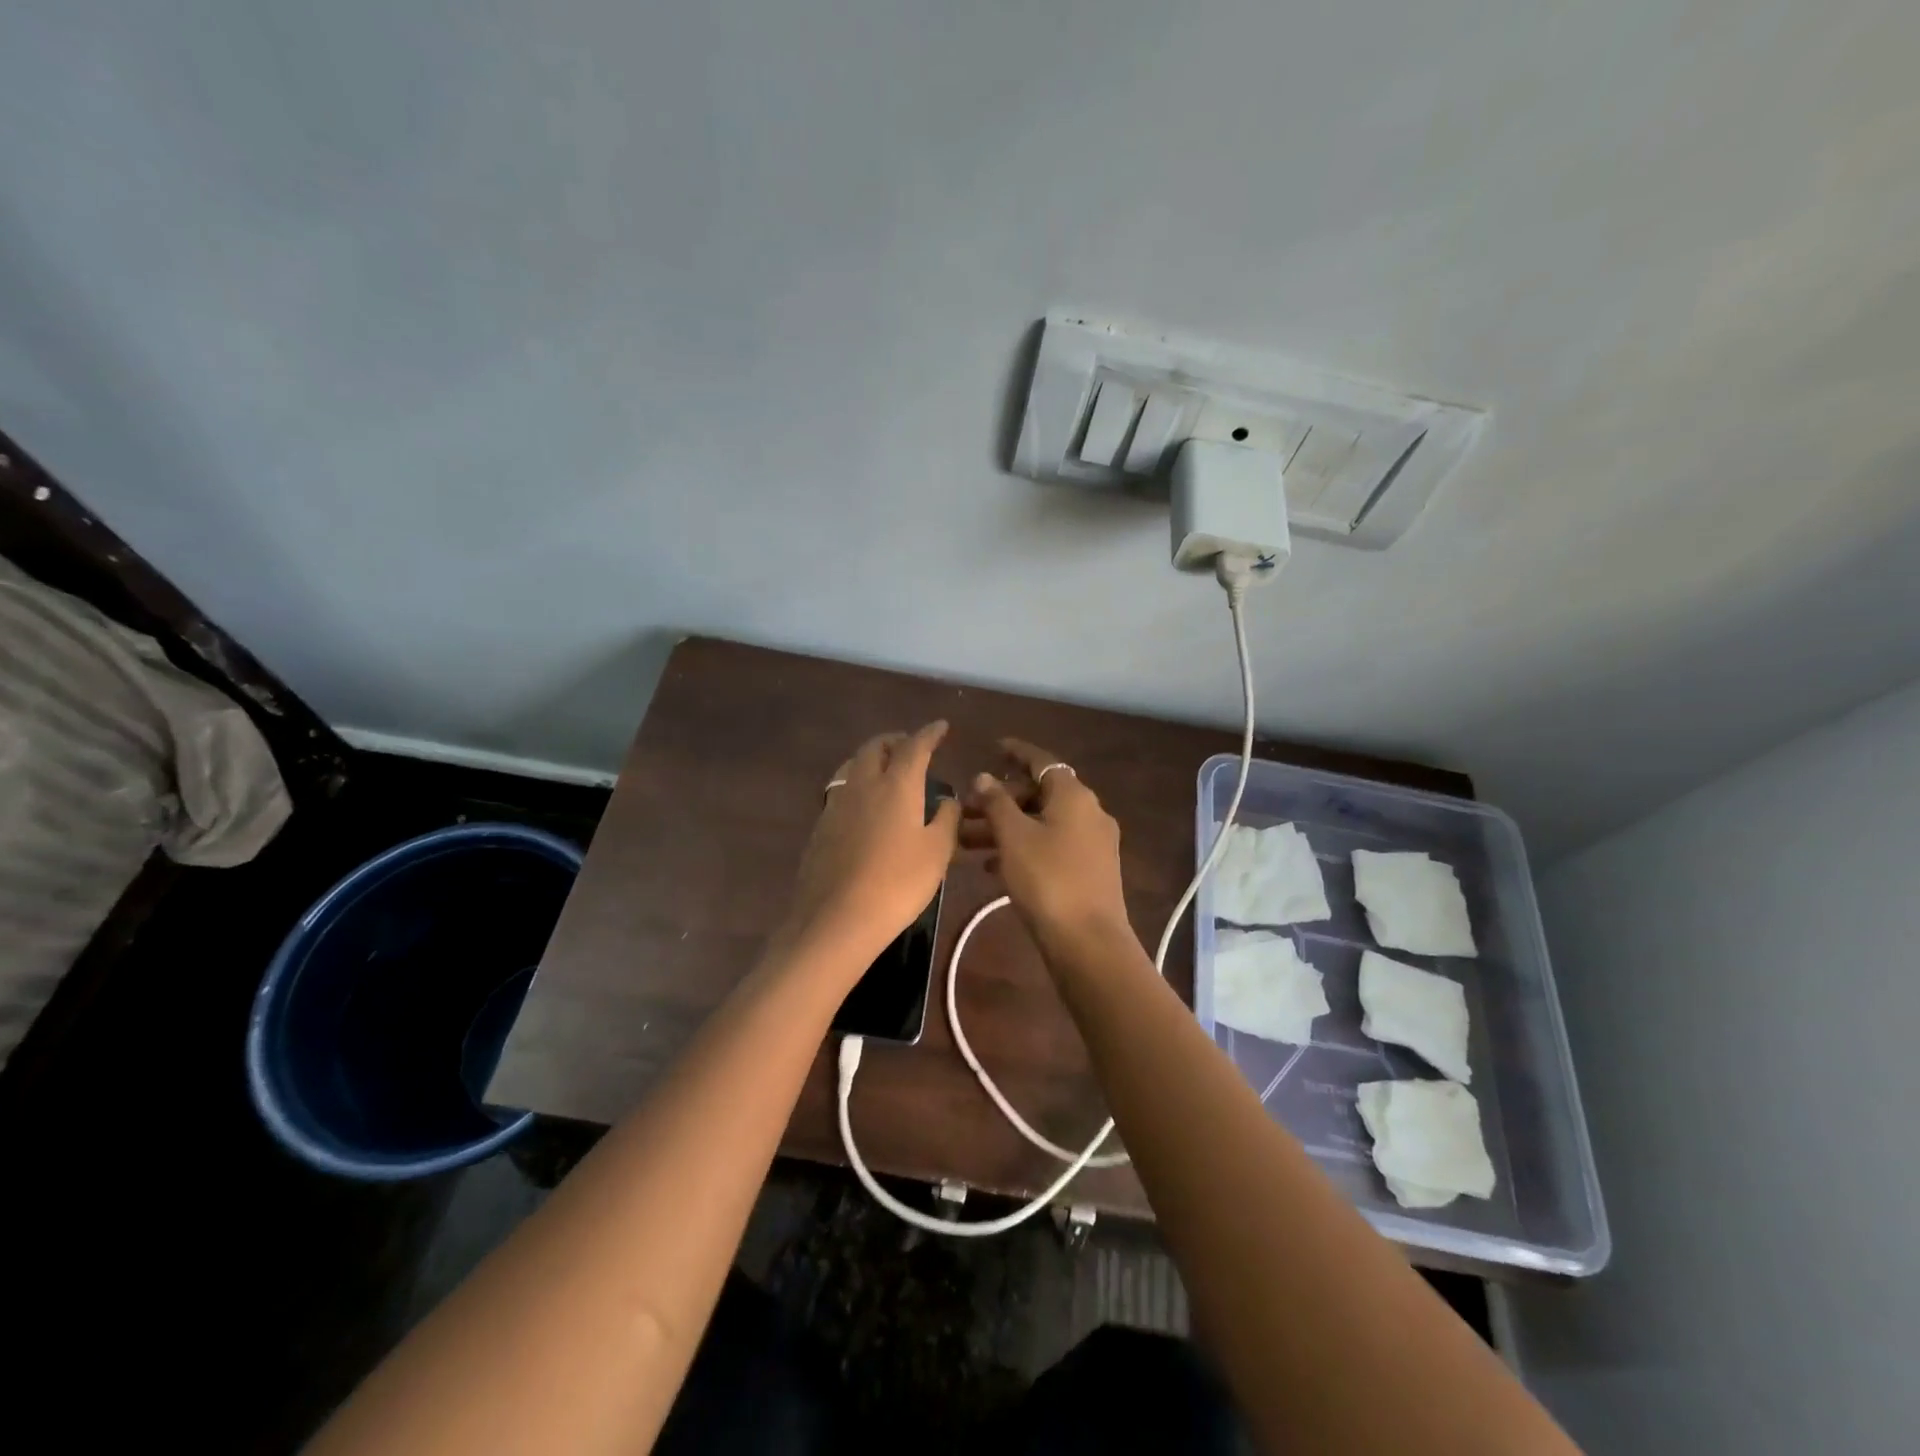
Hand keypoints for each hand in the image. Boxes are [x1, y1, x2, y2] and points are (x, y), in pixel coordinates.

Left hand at [781, 722, 959, 969]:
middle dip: (895, 740)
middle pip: (875, 747)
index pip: (914, 746)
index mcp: (896, 785)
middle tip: (911, 746)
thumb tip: (948, 800)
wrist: (836, 919)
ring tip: (886, 769)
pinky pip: (842, 791)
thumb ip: (946, 819)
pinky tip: (865, 806)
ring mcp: (836, 804)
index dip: (929, 733)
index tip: (941, 726)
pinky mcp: (821, 827)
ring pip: (852, 765)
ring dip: (872, 759)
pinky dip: (857, 785)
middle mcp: (863, 784)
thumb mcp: (937, 852)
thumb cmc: (898, 883)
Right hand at [961, 739, 1131, 951]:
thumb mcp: (1013, 837)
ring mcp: (1091, 843)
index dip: (1015, 752)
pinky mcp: (1088, 871)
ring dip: (1004, 828)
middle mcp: (1088, 812)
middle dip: (999, 800)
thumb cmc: (1047, 880)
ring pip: (1040, 824)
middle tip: (965, 808)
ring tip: (965, 841)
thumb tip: (983, 777)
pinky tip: (990, 867)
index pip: (1041, 760)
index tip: (992, 747)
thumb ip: (996, 802)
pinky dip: (1021, 849)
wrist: (1088, 942)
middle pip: (1038, 795)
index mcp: (1074, 795)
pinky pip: (1049, 847)